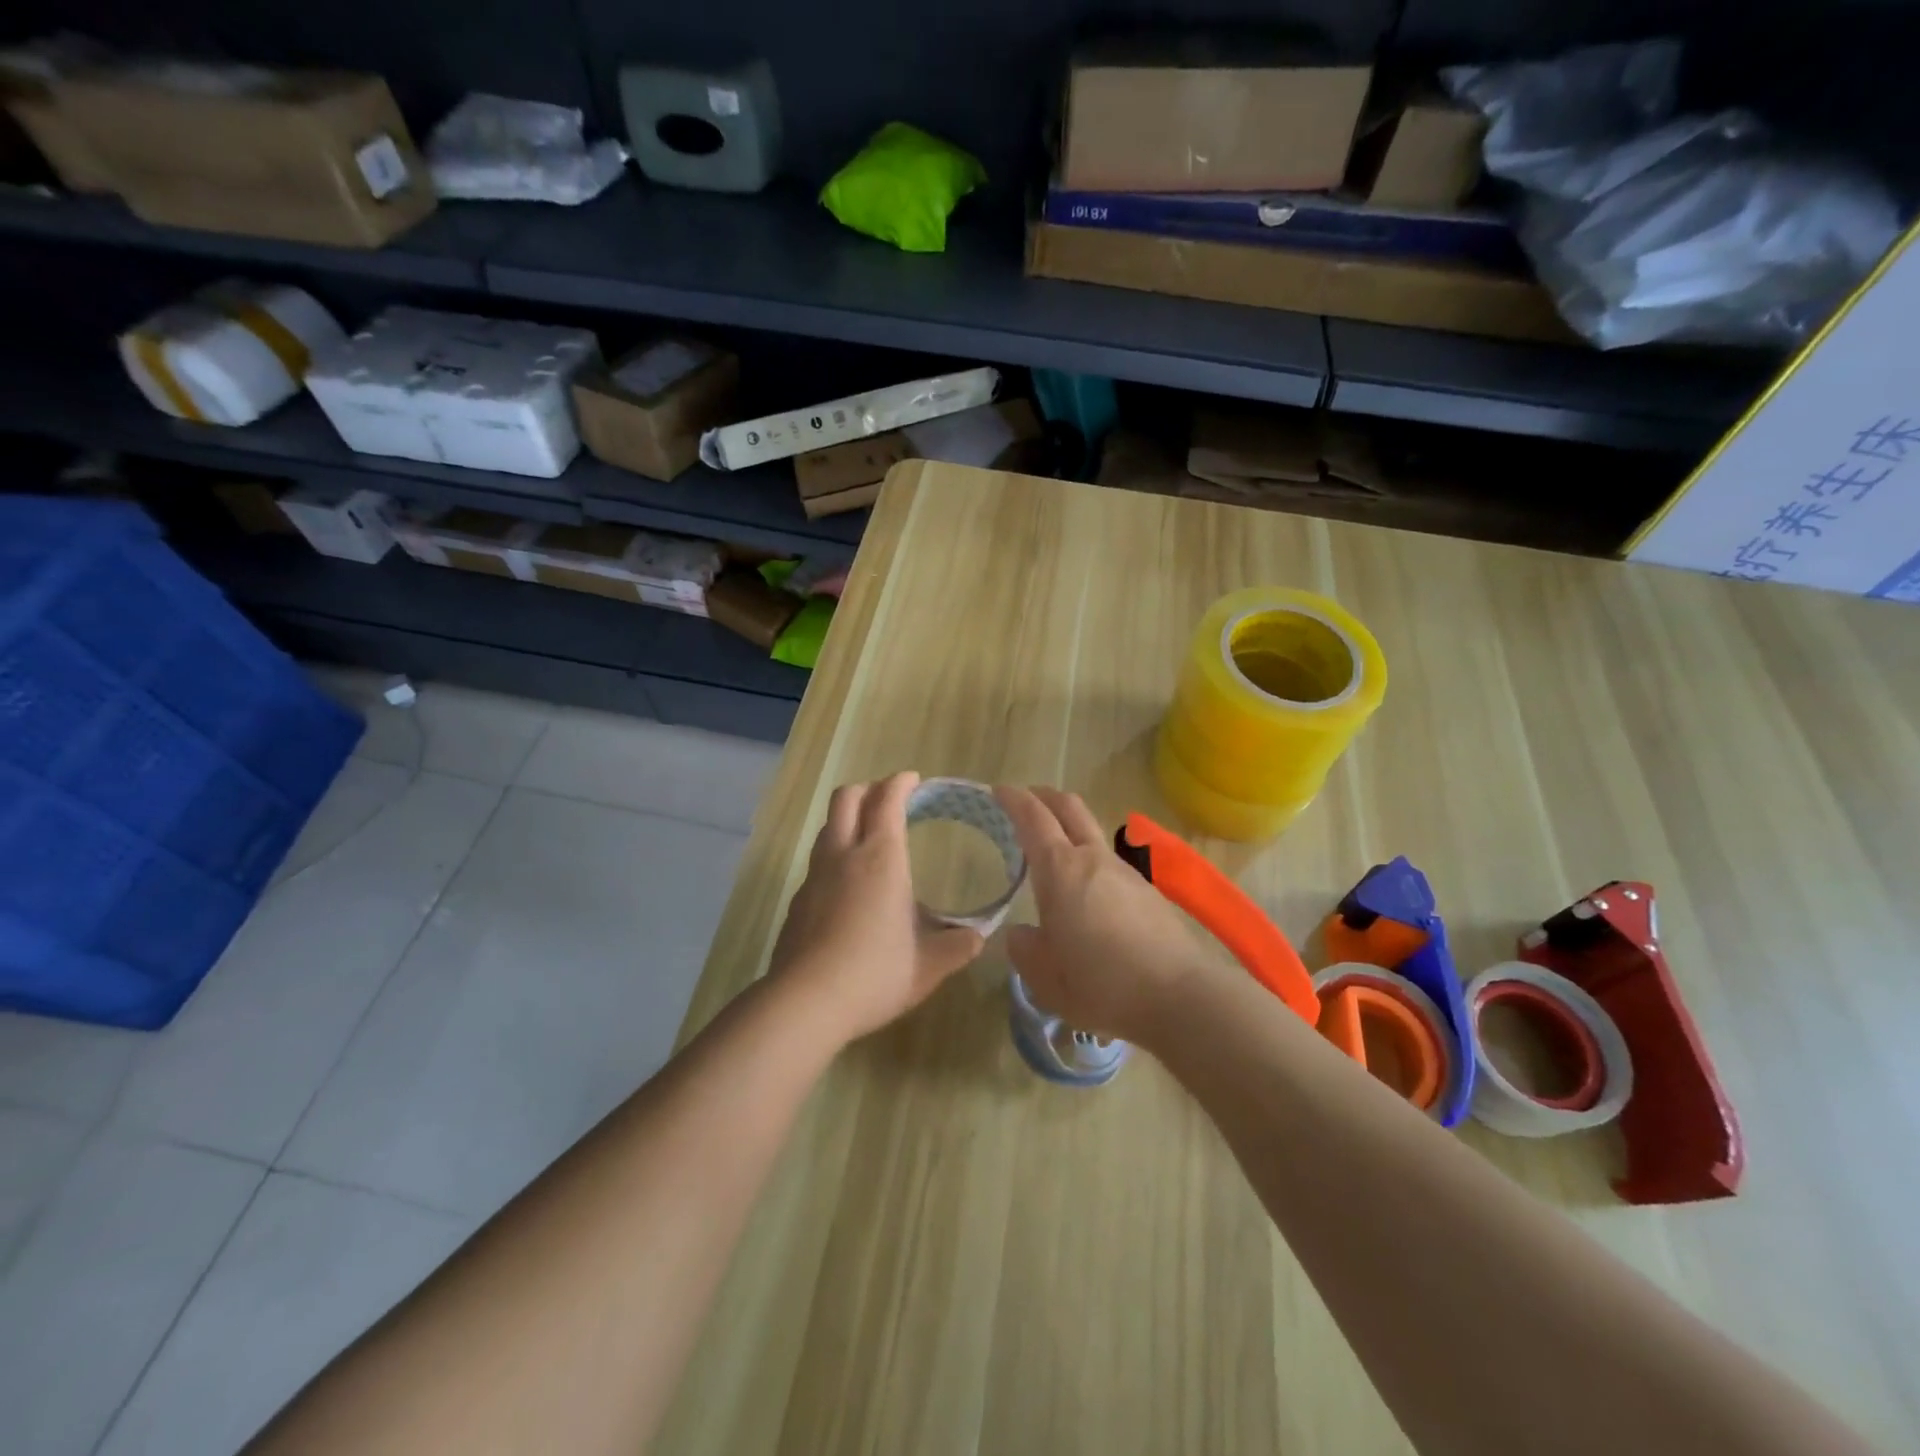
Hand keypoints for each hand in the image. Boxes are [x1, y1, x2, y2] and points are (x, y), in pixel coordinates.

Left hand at [769, 772, 984, 1042]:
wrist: (804, 1004)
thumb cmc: (874, 975)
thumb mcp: (928, 966)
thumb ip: (957, 946)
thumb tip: (977, 937)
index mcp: (880, 858)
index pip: (887, 800)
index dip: (900, 783)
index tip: (913, 780)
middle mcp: (843, 855)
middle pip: (847, 798)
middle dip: (869, 789)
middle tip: (890, 800)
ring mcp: (814, 876)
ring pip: (828, 826)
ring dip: (848, 819)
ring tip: (869, 837)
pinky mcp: (797, 901)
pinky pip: (817, 860)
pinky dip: (835, 854)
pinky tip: (848, 885)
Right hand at [995, 786, 1211, 1047]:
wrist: (1179, 997)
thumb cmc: (1101, 984)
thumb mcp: (1045, 978)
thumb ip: (1025, 950)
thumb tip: (1022, 933)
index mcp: (1060, 870)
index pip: (1033, 817)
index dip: (1013, 799)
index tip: (998, 791)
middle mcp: (1093, 859)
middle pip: (1069, 807)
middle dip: (1044, 797)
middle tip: (1026, 801)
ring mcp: (1126, 872)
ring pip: (1092, 834)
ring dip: (1070, 830)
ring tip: (1054, 857)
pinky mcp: (1148, 891)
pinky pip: (1110, 864)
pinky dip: (1090, 862)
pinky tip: (1088, 896)